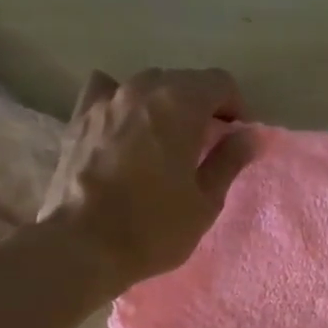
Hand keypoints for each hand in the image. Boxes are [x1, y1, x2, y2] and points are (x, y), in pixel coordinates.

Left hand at [39, 67, 257, 293]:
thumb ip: (229, 161)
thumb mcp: (205, 201)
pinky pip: (106, 93)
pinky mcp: (78, 119)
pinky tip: (124, 126)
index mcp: (180, 105)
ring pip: (145, 86)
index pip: (220, 82)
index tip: (236, 138)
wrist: (83, 246)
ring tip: (166, 140)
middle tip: (206, 144)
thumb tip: (249, 136)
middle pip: (183, 81)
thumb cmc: (154, 228)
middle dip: (201, 106)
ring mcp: (105, 101)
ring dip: (164, 105)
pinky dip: (122, 103)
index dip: (236, 107)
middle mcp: (141, 90)